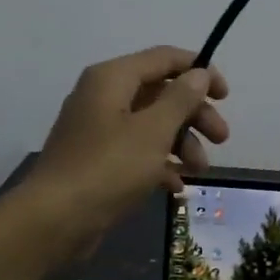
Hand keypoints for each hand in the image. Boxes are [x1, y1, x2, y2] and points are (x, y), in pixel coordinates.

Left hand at [26, 46, 229, 256]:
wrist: (54, 221)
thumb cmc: (109, 168)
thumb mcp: (154, 131)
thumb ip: (181, 99)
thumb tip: (199, 73)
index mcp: (113, 78)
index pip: (164, 58)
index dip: (199, 71)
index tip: (225, 96)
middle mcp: (103, 97)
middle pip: (161, 93)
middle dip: (195, 115)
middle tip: (221, 139)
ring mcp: (98, 130)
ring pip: (152, 125)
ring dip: (181, 143)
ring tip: (199, 171)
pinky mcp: (97, 161)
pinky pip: (137, 152)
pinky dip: (159, 164)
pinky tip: (176, 186)